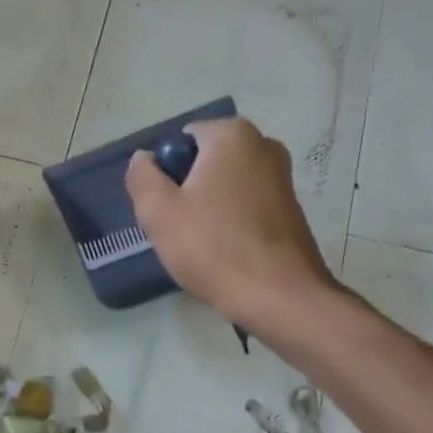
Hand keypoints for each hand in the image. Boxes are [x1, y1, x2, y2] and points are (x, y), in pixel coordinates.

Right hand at [125, 117, 334, 328]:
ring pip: (225, 187)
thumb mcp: (158, 212)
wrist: (279, 297)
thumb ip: (142, 176)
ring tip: (201, 247)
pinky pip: (245, 208)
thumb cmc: (213, 247)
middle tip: (178, 230)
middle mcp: (264, 145)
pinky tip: (225, 255)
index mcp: (232, 135)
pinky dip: (230, 225)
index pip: (181, 140)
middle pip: (204, 163)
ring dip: (207, 210)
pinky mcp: (291, 210)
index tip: (163, 209)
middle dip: (186, 191)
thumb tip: (144, 159)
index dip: (164, 174)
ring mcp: (282, 178)